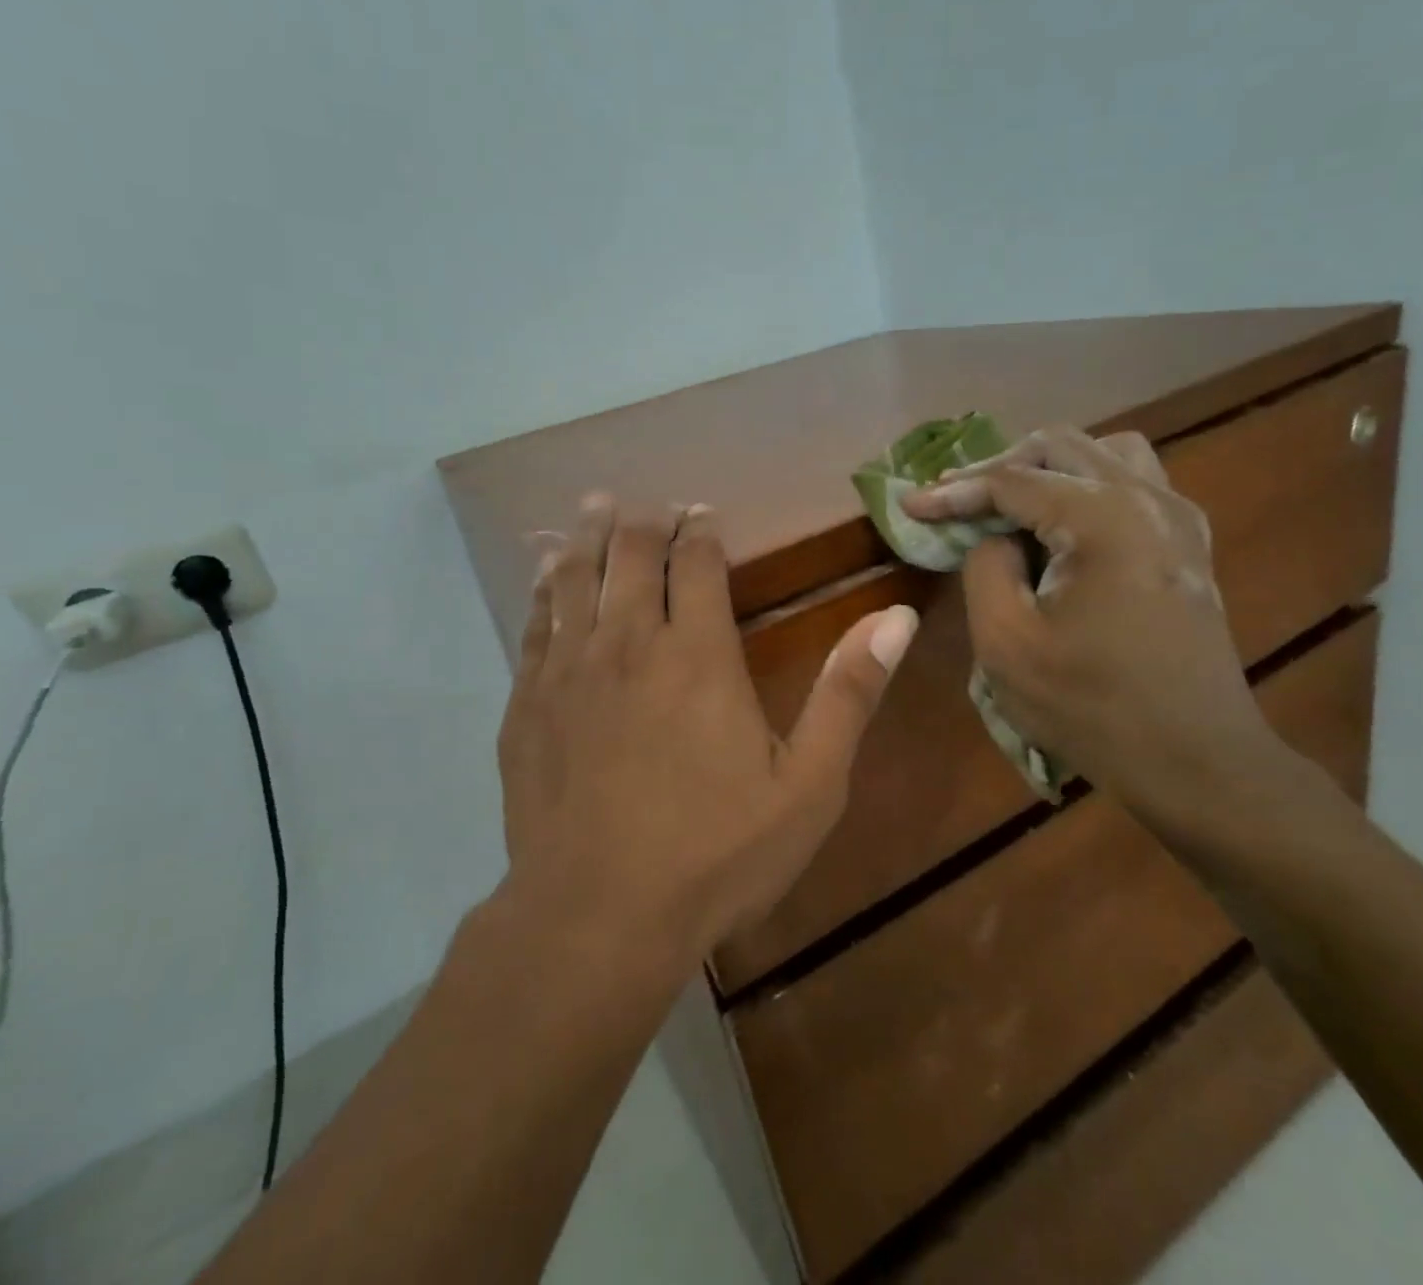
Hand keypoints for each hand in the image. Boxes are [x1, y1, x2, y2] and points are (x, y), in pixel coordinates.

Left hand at [496, 496, 918, 968]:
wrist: (598, 917)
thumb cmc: (716, 854)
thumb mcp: (809, 784)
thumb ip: (849, 693)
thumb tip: (895, 616)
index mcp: (697, 653)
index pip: (695, 562)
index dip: (701, 530)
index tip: (703, 515)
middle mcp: (628, 643)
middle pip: (630, 555)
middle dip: (643, 521)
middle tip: (649, 504)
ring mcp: (569, 672)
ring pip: (575, 578)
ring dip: (587, 537)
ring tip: (592, 506)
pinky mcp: (527, 705)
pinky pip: (535, 627)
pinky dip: (543, 592)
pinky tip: (544, 577)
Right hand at [901, 428, 1274, 810]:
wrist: (1197, 762)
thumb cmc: (1092, 707)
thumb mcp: (1007, 643)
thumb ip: (985, 567)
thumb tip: (994, 537)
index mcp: (1103, 518)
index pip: (1012, 481)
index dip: (952, 491)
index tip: (908, 504)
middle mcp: (1147, 499)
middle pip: (1060, 446)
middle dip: (998, 468)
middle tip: (955, 502)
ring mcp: (1178, 519)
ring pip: (1105, 453)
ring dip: (1049, 468)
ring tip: (1011, 505)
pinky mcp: (1188, 545)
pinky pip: (1134, 483)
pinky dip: (1087, 487)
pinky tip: (1063, 527)